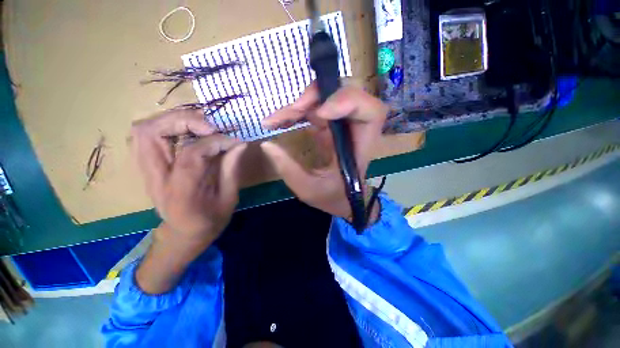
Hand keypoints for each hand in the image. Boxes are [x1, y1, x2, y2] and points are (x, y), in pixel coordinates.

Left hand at [131, 109, 246, 249]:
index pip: (191, 154)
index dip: (215, 142)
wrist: (183, 233)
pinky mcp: (148, 166)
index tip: (234, 141)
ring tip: (200, 125)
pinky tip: (188, 131)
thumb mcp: (228, 199)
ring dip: (172, 120)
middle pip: (151, 134)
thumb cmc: (210, 220)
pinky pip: (148, 136)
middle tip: (211, 126)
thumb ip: (231, 169)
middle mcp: (156, 179)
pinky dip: (167, 126)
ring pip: (144, 131)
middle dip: (183, 121)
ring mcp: (147, 171)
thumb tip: (239, 143)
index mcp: (181, 193)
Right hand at [261, 84, 387, 221]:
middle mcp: (355, 130)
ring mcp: (342, 125)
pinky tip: (280, 120)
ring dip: (301, 104)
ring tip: (276, 120)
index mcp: (360, 146)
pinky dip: (296, 111)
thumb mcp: (309, 190)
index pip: (372, 111)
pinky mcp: (331, 126)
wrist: (344, 200)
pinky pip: (315, 108)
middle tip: (292, 111)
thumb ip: (288, 169)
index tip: (320, 113)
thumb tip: (266, 144)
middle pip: (347, 94)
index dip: (348, 102)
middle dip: (318, 96)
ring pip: (327, 97)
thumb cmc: (334, 197)